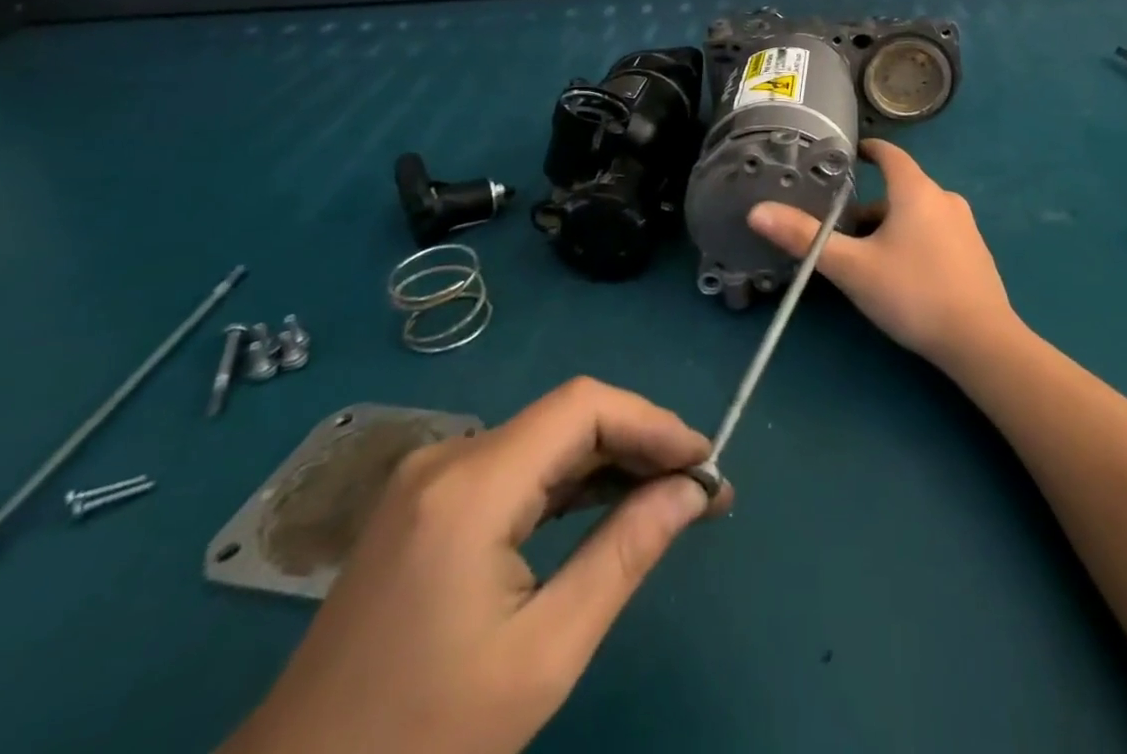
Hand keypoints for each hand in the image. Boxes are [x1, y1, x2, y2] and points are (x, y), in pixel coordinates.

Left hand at [222, 378, 730, 753]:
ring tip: (669, 496)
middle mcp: (449, 459)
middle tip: (699, 488)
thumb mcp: (544, 654)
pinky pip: (516, 469)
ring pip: (545, 440)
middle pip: (567, 417)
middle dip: (639, 442)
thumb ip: (625, 554)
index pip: (583, 407)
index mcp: (471, 486)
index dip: (653, 421)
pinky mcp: (426, 505)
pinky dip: (569, 482)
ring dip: (609, 460)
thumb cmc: (422, 745)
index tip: (705, 463)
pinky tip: (607, 507)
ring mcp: (431, 480)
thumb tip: (692, 491)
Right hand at [748, 138, 1020, 373]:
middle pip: (899, 189)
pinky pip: (935, 233)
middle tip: (840, 231)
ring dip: (889, 226)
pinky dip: (913, 240)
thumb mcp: (852, 267)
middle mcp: (944, 198)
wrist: (981, 341)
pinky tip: (902, 276)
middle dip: (868, 206)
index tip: (845, 157)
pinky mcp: (975, 252)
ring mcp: (965, 226)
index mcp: (916, 190)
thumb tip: (757, 211)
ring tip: (865, 258)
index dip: (866, 151)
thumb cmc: (913, 293)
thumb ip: (805, 239)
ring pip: (917, 214)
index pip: (889, 153)